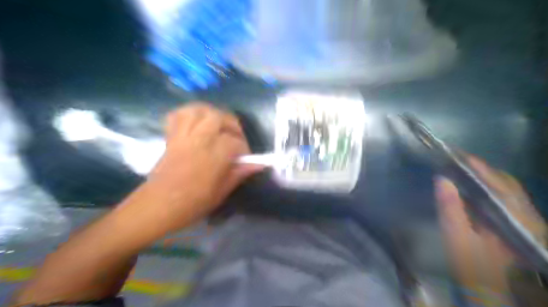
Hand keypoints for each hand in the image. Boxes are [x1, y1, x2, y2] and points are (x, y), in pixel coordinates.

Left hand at [128, 105, 265, 233]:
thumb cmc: (193, 203)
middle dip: (231, 124)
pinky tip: (197, 123)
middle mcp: (199, 140)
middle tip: (235, 136)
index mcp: (213, 156)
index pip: (235, 142)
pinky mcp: (171, 137)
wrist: (158, 206)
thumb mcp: (222, 192)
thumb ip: (239, 173)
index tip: (245, 157)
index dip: (244, 148)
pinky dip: (188, 114)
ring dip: (212, 113)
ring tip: (218, 124)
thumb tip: (259, 165)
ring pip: (198, 110)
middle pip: (218, 117)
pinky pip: (177, 115)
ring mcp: (183, 136)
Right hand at [434, 156, 545, 297]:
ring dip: (483, 175)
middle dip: (479, 167)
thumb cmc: (472, 265)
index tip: (452, 153)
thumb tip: (442, 178)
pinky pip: (505, 197)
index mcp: (511, 216)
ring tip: (459, 169)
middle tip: (452, 160)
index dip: (474, 165)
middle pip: (504, 181)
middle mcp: (524, 214)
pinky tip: (471, 187)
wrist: (490, 290)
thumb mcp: (457, 237)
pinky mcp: (516, 223)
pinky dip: (488, 186)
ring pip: (507, 188)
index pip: (495, 181)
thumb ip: (450, 208)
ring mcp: (523, 219)